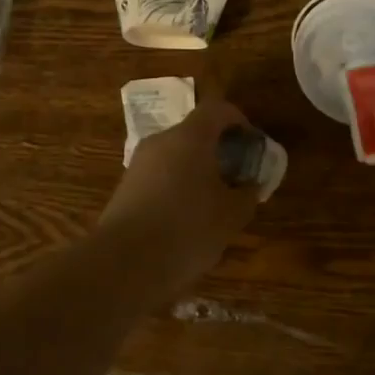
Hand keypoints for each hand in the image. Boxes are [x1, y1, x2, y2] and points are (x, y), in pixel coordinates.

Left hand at [98, 98, 261, 295]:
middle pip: (195, 132)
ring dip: (197, 171)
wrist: (122, 265)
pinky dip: (177, 188)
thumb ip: (248, 193)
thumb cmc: (187, 230)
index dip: (239, 121)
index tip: (252, 145)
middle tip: (236, 177)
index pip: (218, 109)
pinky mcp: (125, 189)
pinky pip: (160, 177)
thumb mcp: (232, 215)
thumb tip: (250, 185)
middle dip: (219, 150)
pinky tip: (186, 221)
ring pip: (176, 156)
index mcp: (190, 137)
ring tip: (214, 204)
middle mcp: (161, 141)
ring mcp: (139, 164)